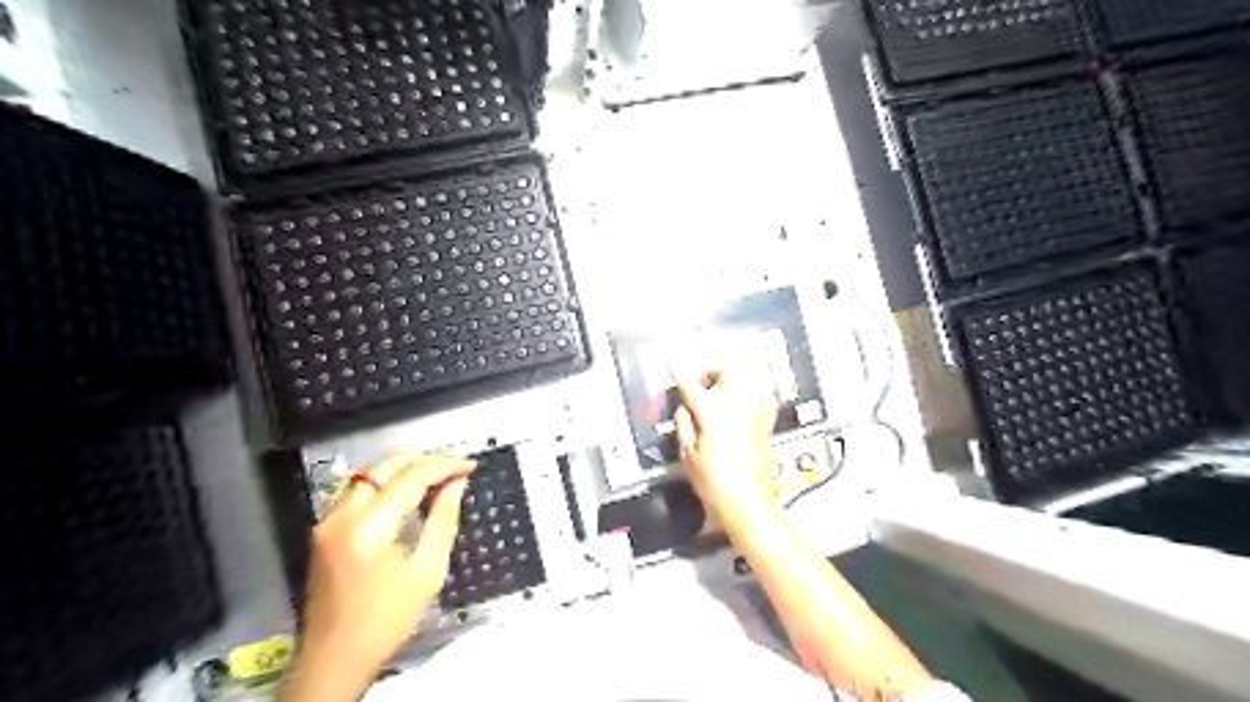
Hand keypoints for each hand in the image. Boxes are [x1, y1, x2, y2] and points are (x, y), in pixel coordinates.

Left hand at [285, 452, 478, 698]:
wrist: (335, 659)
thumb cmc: (387, 620)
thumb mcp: (428, 571)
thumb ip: (443, 520)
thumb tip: (457, 484)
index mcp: (369, 526)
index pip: (412, 476)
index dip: (445, 465)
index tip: (471, 466)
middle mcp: (342, 514)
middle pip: (386, 466)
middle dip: (425, 460)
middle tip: (456, 467)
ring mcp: (328, 520)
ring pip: (369, 473)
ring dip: (404, 467)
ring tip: (436, 475)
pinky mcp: (324, 529)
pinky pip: (357, 489)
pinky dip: (385, 481)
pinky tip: (407, 491)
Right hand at [675, 370, 772, 511]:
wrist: (746, 499)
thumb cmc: (712, 479)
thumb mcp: (686, 452)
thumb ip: (683, 421)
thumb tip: (684, 406)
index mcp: (711, 409)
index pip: (690, 383)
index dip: (678, 376)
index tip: (671, 370)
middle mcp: (735, 403)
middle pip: (726, 371)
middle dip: (713, 373)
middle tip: (703, 384)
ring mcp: (754, 411)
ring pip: (748, 378)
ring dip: (733, 380)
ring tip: (723, 392)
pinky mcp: (766, 422)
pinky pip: (761, 397)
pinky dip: (752, 396)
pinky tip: (744, 407)